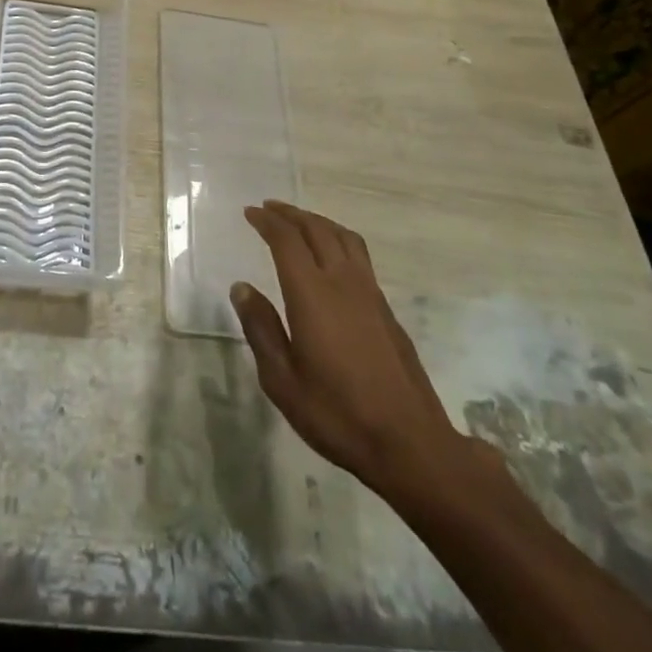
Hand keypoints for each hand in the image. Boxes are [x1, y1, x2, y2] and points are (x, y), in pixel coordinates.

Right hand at [232, 201, 471, 495]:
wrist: (409, 442)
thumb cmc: (337, 414)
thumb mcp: (282, 380)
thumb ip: (261, 329)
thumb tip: (241, 288)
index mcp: (312, 293)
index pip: (286, 240)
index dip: (267, 222)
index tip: (250, 213)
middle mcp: (342, 281)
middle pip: (316, 228)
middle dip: (290, 214)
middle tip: (269, 209)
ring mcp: (369, 292)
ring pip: (342, 236)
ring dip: (317, 221)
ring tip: (299, 222)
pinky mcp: (386, 307)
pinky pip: (358, 254)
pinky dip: (337, 239)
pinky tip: (331, 256)